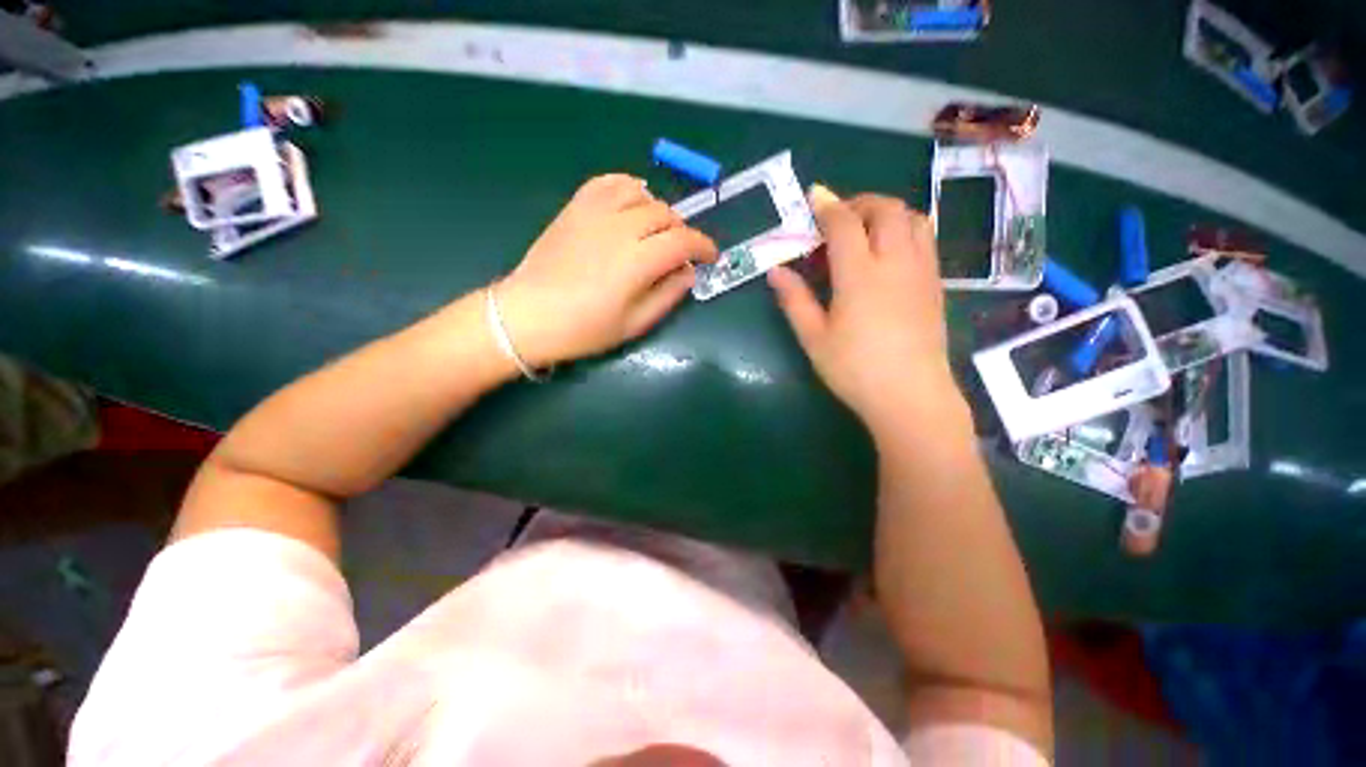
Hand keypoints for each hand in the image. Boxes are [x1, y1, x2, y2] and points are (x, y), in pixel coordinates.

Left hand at [495, 174, 718, 367]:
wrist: (529, 315)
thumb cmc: (585, 328)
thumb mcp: (635, 323)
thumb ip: (668, 295)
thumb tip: (688, 273)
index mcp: (638, 260)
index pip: (683, 241)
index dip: (703, 246)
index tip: (711, 256)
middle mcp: (621, 228)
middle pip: (666, 215)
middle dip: (683, 232)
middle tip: (681, 253)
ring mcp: (595, 213)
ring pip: (642, 194)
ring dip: (659, 210)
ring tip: (657, 230)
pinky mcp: (576, 208)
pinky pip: (609, 183)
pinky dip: (628, 187)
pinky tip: (632, 202)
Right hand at [767, 186, 963, 429]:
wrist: (910, 397)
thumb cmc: (854, 369)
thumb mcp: (814, 337)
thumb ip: (794, 300)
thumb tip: (775, 271)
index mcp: (860, 275)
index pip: (844, 224)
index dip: (827, 206)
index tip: (814, 197)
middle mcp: (895, 263)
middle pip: (886, 210)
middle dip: (860, 203)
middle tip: (838, 217)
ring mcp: (922, 272)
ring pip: (913, 219)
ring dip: (887, 213)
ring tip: (866, 230)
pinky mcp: (935, 285)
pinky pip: (926, 240)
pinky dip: (906, 230)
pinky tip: (889, 253)